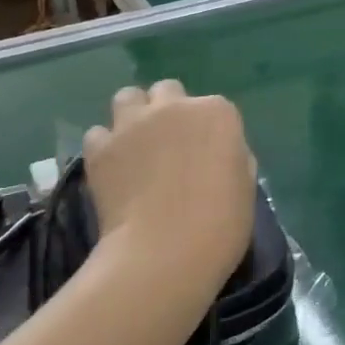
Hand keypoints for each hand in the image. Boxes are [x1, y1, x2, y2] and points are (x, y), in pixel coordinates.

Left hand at [83, 82, 256, 286]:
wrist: (165, 252)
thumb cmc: (220, 224)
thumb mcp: (245, 186)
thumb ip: (233, 157)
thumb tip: (219, 155)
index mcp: (217, 113)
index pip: (214, 107)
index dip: (209, 130)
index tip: (207, 155)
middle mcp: (175, 106)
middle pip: (167, 91)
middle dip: (168, 110)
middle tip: (169, 144)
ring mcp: (133, 123)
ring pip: (127, 97)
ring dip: (132, 115)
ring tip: (134, 145)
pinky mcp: (100, 147)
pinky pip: (98, 133)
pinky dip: (105, 146)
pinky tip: (112, 168)